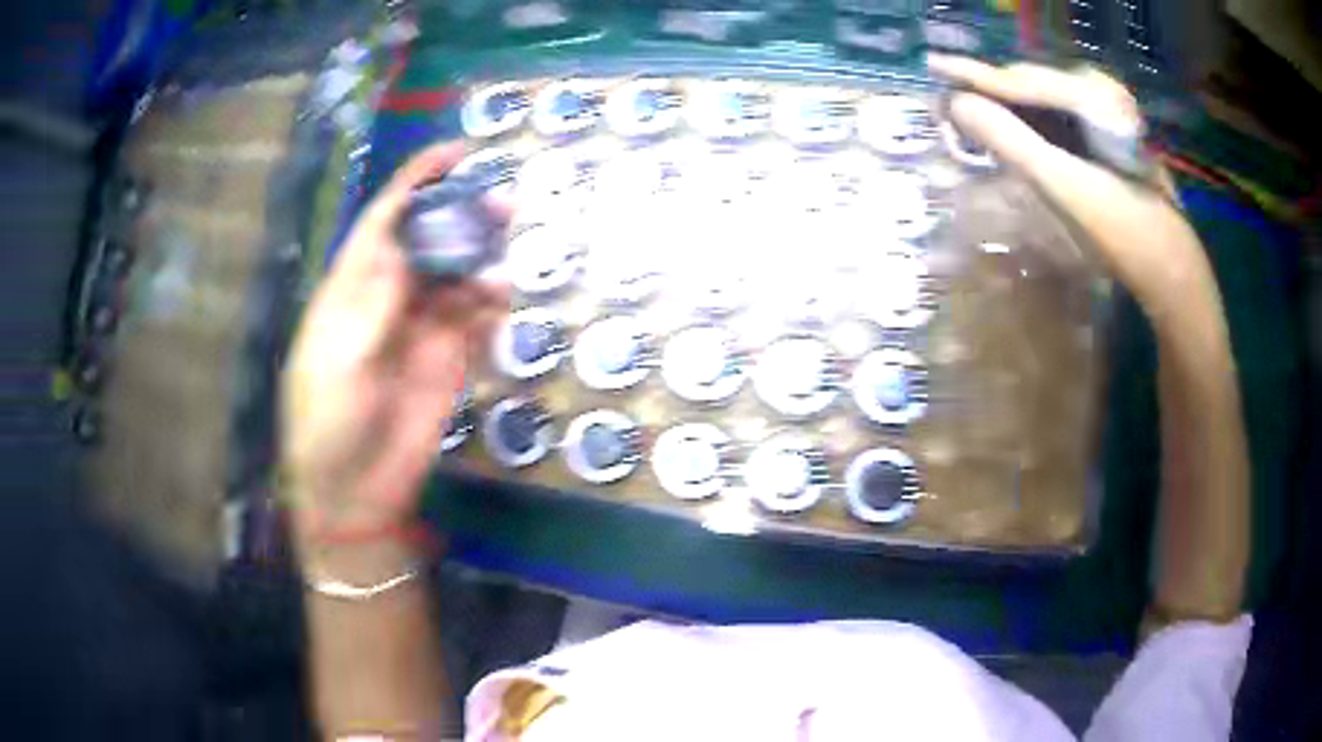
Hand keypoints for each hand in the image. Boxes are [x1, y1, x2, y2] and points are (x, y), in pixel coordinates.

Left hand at [282, 143, 508, 554]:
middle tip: (504, 204)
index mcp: (350, 292)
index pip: (384, 222)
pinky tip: (503, 301)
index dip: (415, 184)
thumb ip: (372, 307)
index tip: (454, 155)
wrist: (354, 493)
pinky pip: (474, 321)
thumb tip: (405, 250)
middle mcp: (387, 301)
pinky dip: (491, 306)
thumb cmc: (328, 426)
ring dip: (483, 261)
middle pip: (428, 242)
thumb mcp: (339, 364)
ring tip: (510, 255)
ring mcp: (420, 331)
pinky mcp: (447, 361)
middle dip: (462, 217)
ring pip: (456, 278)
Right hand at [928, 55, 1218, 330]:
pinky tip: (1014, 133)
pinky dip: (1032, 125)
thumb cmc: (1127, 237)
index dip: (975, 75)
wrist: (1175, 276)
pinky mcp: (1110, 140)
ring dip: (1008, 108)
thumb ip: (1012, 142)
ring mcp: (1107, 117)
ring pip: (1045, 102)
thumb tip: (956, 104)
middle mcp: (1100, 94)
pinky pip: (1061, 120)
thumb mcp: (1066, 188)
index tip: (932, 65)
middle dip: (990, 90)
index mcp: (1094, 96)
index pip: (1022, 79)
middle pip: (1032, 85)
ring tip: (971, 112)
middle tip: (947, 98)